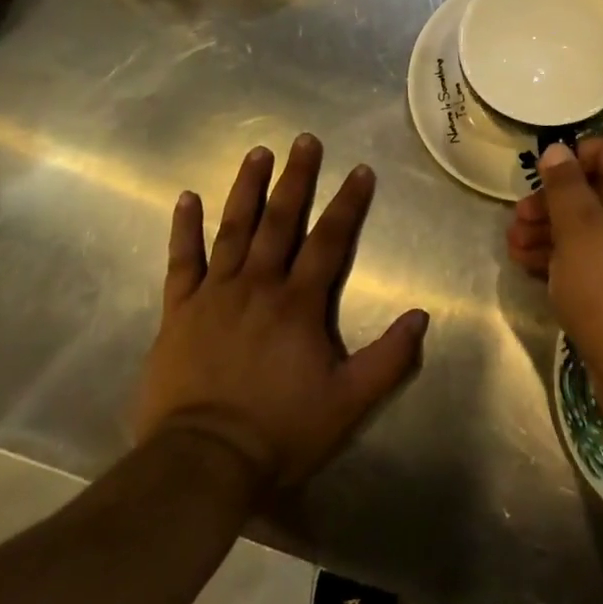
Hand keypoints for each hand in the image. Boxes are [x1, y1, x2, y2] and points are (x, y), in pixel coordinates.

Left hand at [135, 135, 427, 489]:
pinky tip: (187, 197)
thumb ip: (388, 358)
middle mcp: (259, 285)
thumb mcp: (348, 402)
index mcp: (299, 303)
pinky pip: (182, 262)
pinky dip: (184, 229)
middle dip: (296, 178)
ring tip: (258, 152)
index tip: (360, 169)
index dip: (348, 203)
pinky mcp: (180, 312)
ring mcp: (215, 295)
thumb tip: (422, 315)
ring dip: (247, 188)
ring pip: (234, 229)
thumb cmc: (279, 431)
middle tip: (305, 140)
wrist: (201, 464)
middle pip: (281, 220)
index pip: (330, 240)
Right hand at [506, 138, 602, 427]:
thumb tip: (558, 149)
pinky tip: (529, 267)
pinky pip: (590, 261)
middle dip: (552, 201)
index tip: (543, 173)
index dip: (578, 154)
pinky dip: (560, 259)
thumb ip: (565, 185)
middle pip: (595, 192)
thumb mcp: (580, 229)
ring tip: (513, 245)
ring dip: (548, 232)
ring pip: (588, 229)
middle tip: (518, 217)